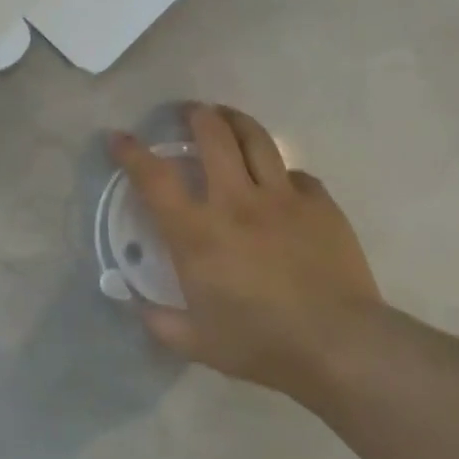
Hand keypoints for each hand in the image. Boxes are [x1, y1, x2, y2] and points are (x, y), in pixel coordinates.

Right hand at [109, 104, 383, 393]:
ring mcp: (282, 198)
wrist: (340, 346)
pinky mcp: (320, 205)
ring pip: (256, 140)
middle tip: (188, 112)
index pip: (154, 178)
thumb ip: (159, 322)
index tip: (118, 138)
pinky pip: (297, 175)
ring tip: (227, 117)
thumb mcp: (196, 343)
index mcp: (197, 233)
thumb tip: (137, 306)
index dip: (131, 153)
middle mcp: (236, 202)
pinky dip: (282, 173)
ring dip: (236, 121)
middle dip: (195, 116)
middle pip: (213, 137)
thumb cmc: (260, 344)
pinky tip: (280, 182)